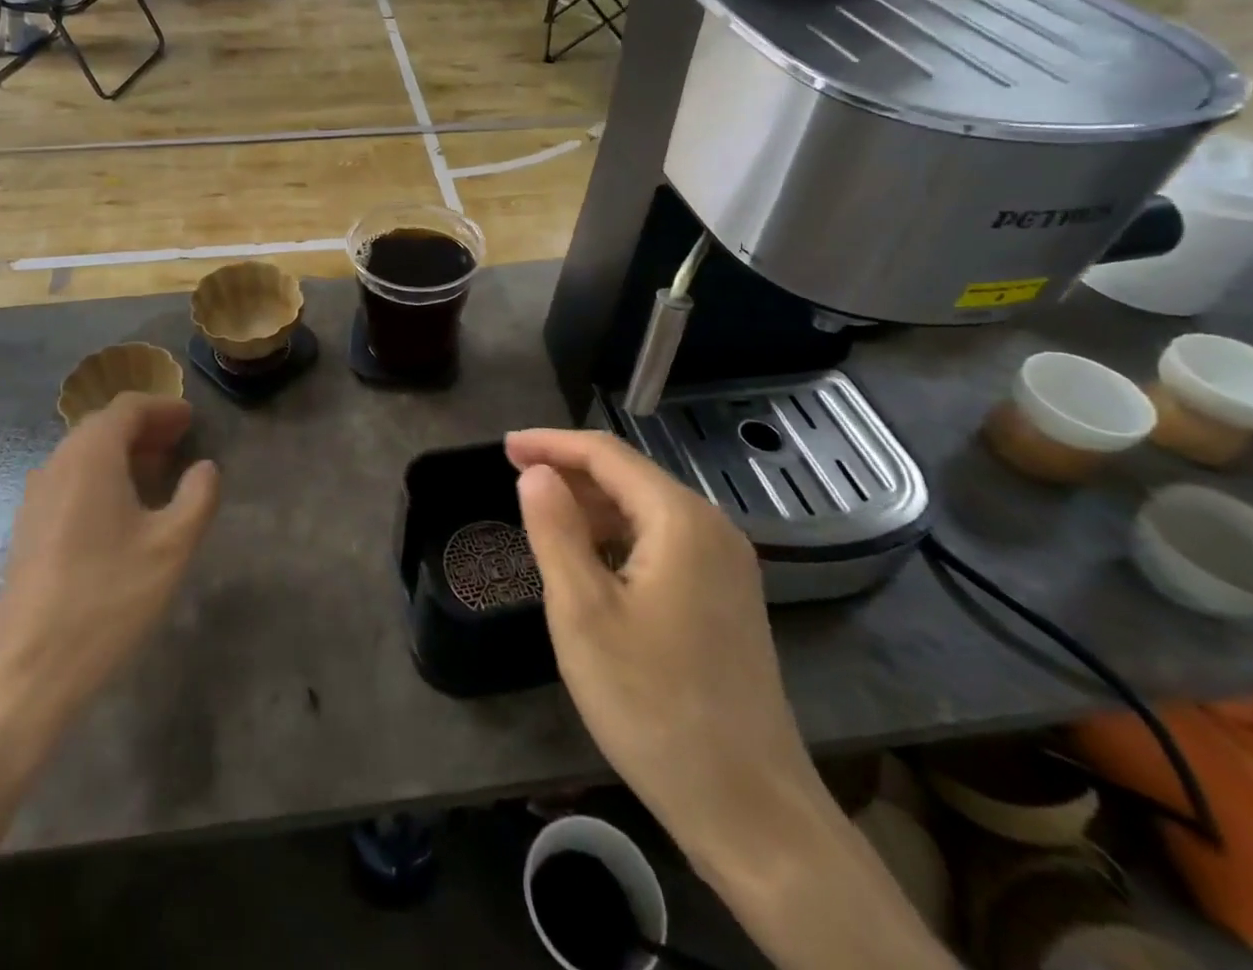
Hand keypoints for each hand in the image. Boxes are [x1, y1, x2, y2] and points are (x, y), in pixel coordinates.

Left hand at [0, 394, 218, 738]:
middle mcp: (57, 464)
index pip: (127, 408)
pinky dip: (101, 477)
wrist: (26, 672)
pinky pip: (70, 481)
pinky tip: (122, 511)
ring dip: (122, 453)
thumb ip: (197, 497)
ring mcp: (36, 497)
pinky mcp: (28, 528)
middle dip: (144, 428)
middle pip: (103, 426)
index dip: (163, 408)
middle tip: (180, 441)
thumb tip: (205, 468)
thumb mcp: (171, 547)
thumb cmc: (106, 599)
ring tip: (158, 472)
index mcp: (91, 456)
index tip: (191, 420)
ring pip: (84, 454)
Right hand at [508, 429, 809, 837]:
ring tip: (542, 516)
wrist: (749, 809)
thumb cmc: (653, 703)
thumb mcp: (582, 612)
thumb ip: (555, 529)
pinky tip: (589, 560)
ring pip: (645, 510)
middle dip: (570, 471)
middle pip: (629, 477)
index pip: (606, 454)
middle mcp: (712, 530)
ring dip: (591, 505)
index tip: (503, 447)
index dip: (551, 443)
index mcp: (681, 520)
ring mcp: (726, 566)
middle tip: (514, 479)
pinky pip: (662, 543)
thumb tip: (536, 473)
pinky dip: (617, 537)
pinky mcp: (726, 599)